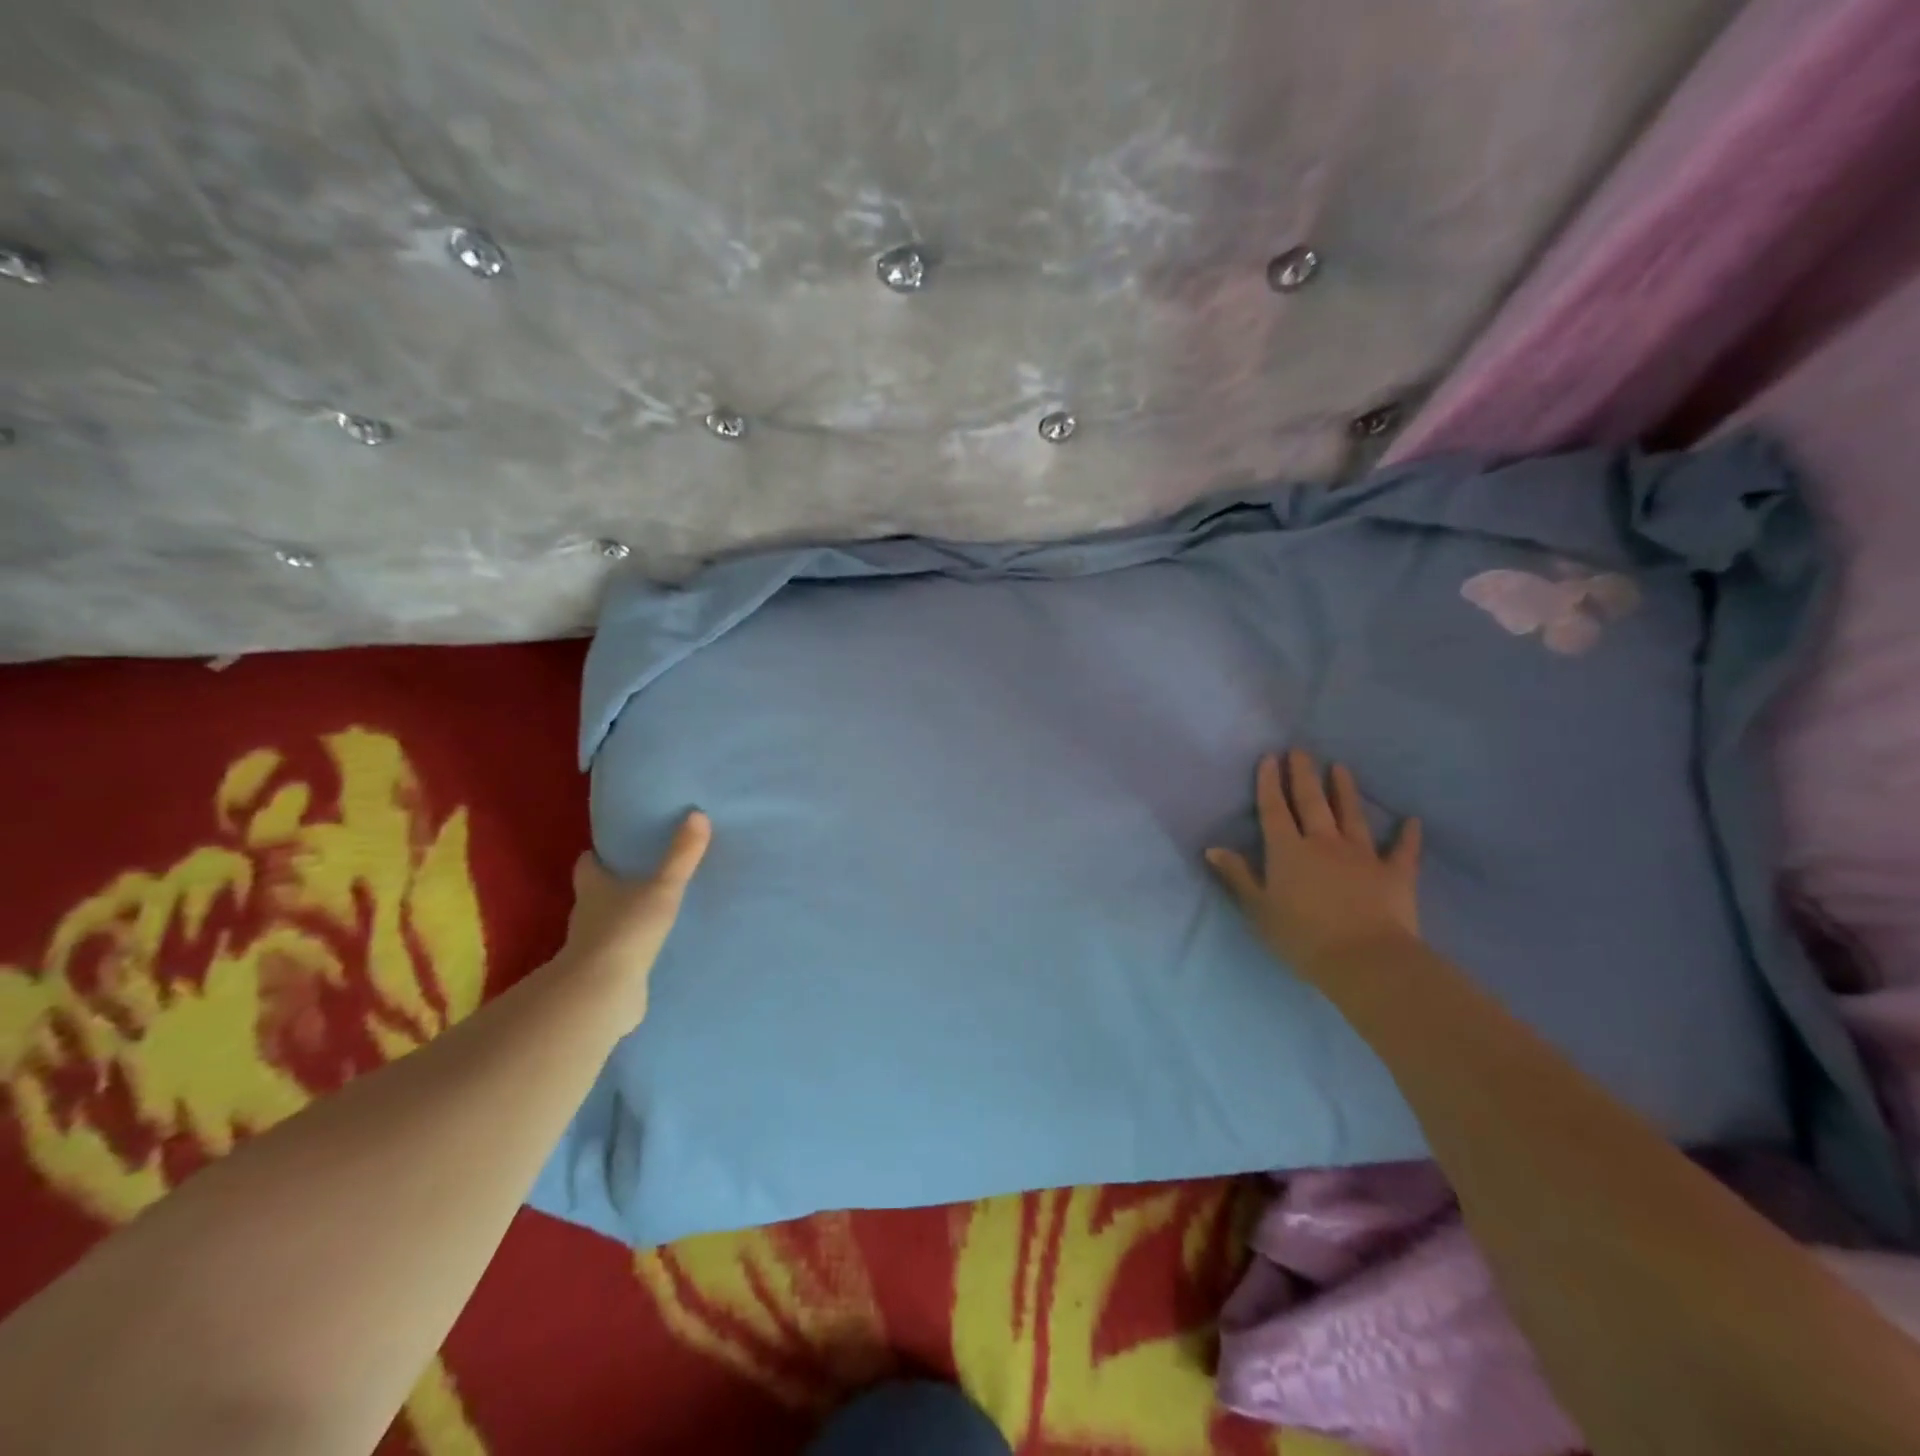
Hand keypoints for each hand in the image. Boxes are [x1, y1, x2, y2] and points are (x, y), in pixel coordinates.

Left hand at [560, 812, 711, 1031]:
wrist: (602, 992)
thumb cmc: (626, 929)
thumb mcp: (662, 888)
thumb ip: (681, 856)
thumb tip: (698, 814)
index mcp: (593, 887)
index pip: (587, 864)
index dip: (597, 855)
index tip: (613, 849)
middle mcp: (586, 914)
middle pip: (595, 893)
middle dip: (613, 884)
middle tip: (642, 874)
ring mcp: (591, 946)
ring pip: (606, 923)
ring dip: (622, 917)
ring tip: (652, 909)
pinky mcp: (603, 973)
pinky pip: (618, 953)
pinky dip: (631, 947)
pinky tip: (652, 946)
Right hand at [1206, 751, 1421, 979]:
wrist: (1365, 960)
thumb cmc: (1302, 938)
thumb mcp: (1258, 910)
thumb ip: (1238, 876)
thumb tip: (1213, 848)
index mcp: (1287, 851)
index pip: (1274, 810)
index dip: (1269, 783)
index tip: (1269, 758)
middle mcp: (1323, 843)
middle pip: (1311, 802)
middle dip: (1303, 775)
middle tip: (1300, 750)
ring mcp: (1362, 855)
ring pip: (1352, 815)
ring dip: (1345, 791)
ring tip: (1340, 768)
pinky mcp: (1395, 874)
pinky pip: (1403, 851)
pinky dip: (1408, 835)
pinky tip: (1413, 821)